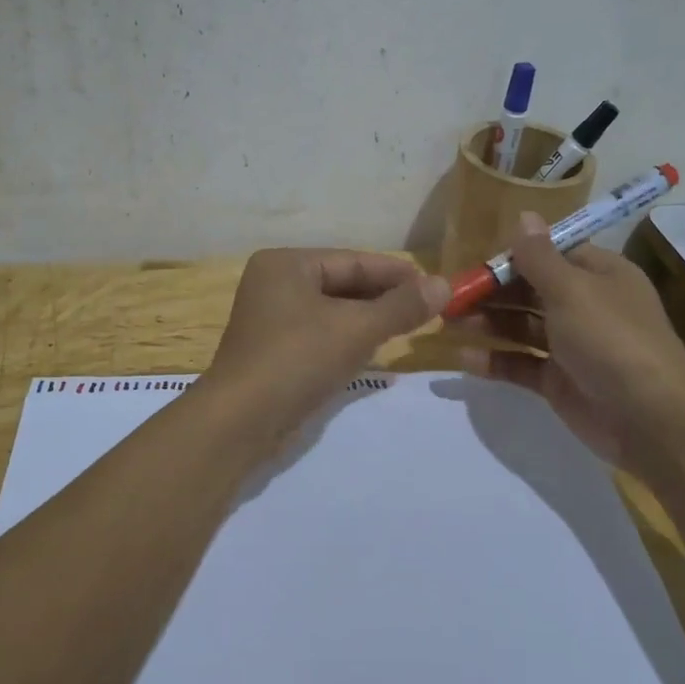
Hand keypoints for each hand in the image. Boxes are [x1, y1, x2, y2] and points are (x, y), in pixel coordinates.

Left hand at [206, 250, 449, 438]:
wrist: (239, 422)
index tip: (435, 285)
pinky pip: (321, 334)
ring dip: (369, 320)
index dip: (396, 273)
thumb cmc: (297, 360)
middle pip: (342, 284)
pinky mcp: (275, 351)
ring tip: (410, 328)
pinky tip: (377, 351)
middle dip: (384, 298)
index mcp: (286, 264)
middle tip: (429, 309)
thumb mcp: (355, 329)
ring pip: (333, 311)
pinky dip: (349, 339)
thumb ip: (401, 306)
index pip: (352, 261)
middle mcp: (275, 284)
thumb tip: (444, 284)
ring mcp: (271, 319)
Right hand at [455, 213, 684, 474]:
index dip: (512, 256)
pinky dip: (495, 361)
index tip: (474, 262)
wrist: (653, 421)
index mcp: (598, 274)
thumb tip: (524, 215)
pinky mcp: (560, 381)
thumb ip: (539, 257)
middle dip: (491, 291)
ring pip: (521, 327)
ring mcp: (572, 346)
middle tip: (450, 296)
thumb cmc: (612, 340)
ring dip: (487, 323)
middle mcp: (586, 305)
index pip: (550, 254)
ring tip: (448, 322)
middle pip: (530, 290)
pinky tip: (464, 359)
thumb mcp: (572, 290)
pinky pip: (521, 364)